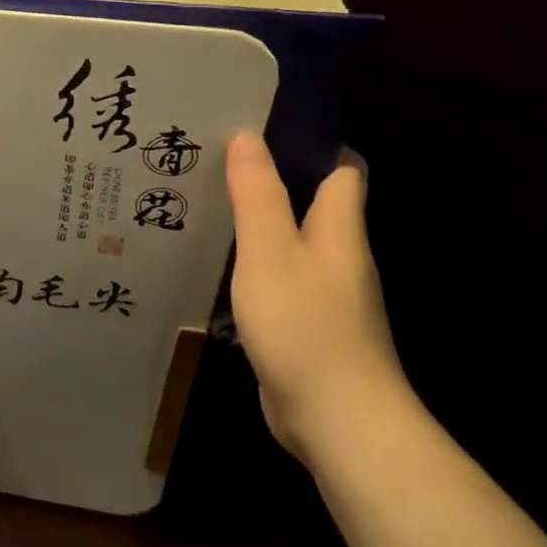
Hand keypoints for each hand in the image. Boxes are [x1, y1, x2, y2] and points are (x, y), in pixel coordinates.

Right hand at [225, 131, 409, 464]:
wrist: (338, 422)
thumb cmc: (305, 326)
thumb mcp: (271, 253)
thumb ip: (258, 196)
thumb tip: (247, 136)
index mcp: (339, 230)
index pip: (342, 170)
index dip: (311, 143)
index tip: (263, 123)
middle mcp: (338, 256)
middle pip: (311, 203)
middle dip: (270, 178)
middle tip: (215, 158)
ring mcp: (323, 294)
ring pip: (290, 240)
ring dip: (255, 220)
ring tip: (204, 201)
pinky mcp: (304, 324)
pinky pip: (276, 276)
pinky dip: (250, 261)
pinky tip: (214, 261)